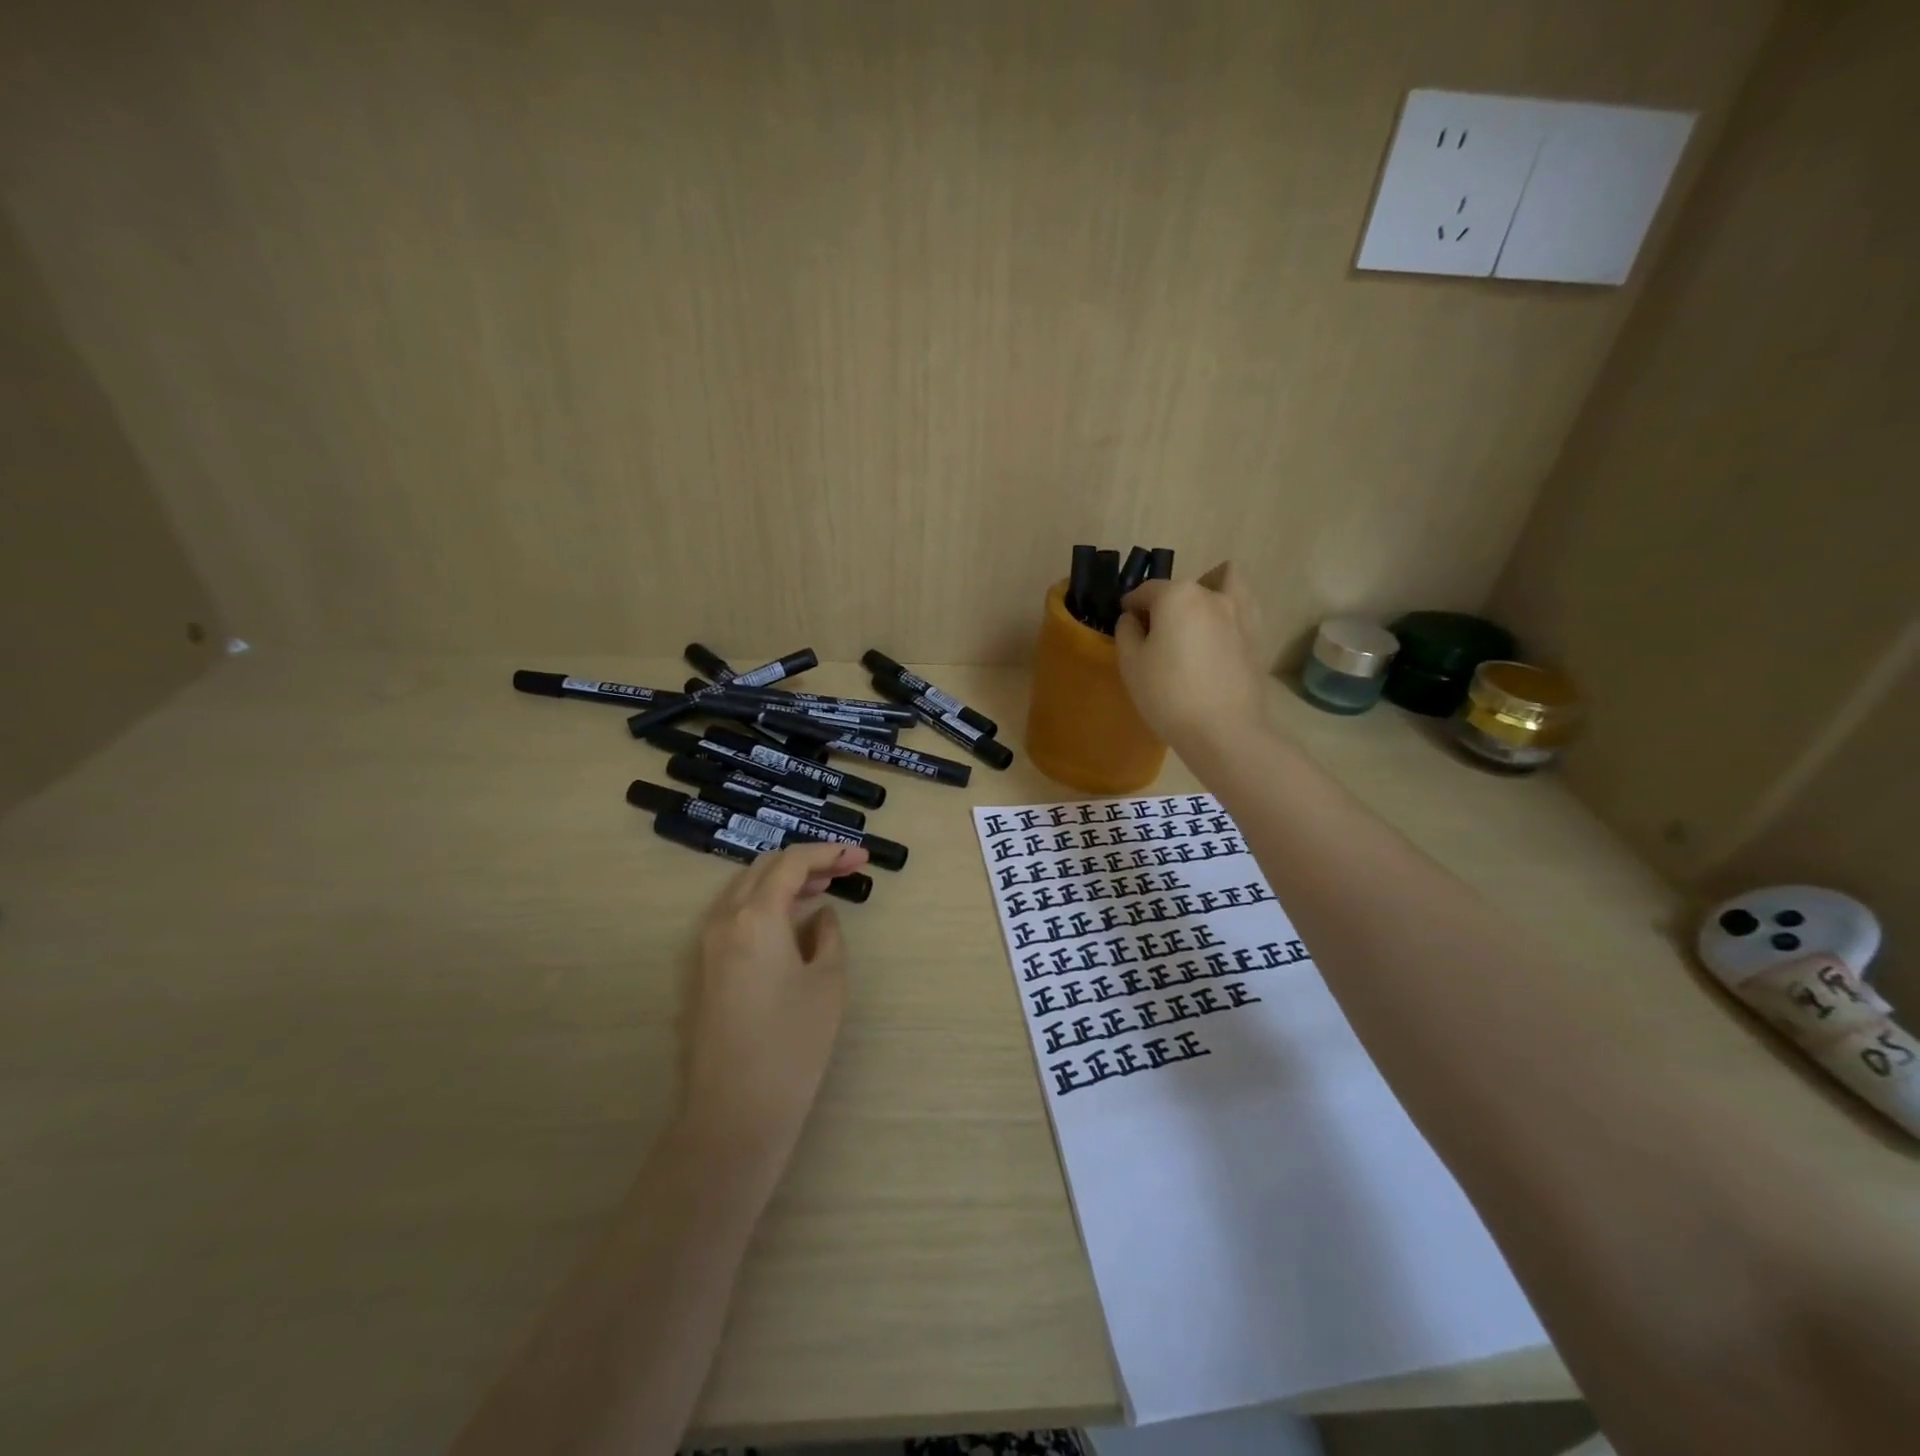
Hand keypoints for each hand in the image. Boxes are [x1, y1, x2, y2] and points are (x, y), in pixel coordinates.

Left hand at [679, 842, 868, 1173]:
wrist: (735, 1113)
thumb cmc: (792, 1044)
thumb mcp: (828, 983)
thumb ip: (827, 936)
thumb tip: (819, 915)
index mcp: (755, 916)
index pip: (792, 863)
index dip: (828, 853)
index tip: (860, 856)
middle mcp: (723, 920)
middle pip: (763, 869)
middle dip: (805, 862)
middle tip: (844, 869)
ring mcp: (706, 946)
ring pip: (745, 891)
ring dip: (783, 883)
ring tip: (822, 889)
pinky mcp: (702, 971)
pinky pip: (734, 918)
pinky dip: (764, 906)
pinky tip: (790, 922)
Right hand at [1115, 561, 1267, 754]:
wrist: (1223, 730)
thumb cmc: (1167, 694)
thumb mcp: (1130, 663)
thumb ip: (1127, 631)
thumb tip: (1133, 618)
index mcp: (1177, 595)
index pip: (1146, 591)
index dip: (1131, 606)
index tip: (1126, 624)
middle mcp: (1211, 595)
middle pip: (1183, 588)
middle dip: (1167, 602)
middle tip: (1158, 633)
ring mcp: (1241, 613)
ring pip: (1224, 584)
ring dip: (1208, 592)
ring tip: (1195, 622)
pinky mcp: (1258, 636)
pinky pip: (1242, 609)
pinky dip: (1228, 614)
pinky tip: (1217, 638)